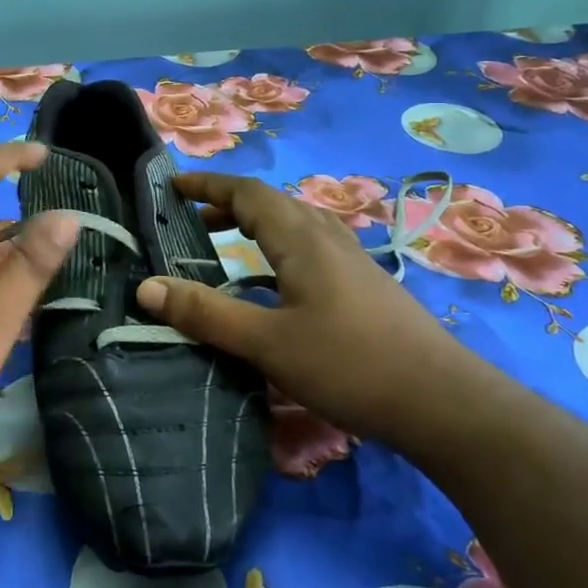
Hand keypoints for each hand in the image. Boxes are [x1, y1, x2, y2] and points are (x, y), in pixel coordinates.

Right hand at [135, 172, 476, 443]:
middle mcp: (328, 237)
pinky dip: (278, 247)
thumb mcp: (267, 343)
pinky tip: (274, 282)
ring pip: (294, 224)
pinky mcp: (364, 284)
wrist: (441, 401)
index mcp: (302, 239)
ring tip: (224, 241)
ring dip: (255, 223)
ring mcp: (352, 259)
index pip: (248, 193)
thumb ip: (207, 314)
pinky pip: (310, 247)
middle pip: (272, 203)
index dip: (208, 185)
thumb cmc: (349, 365)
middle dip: (227, 203)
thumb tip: (146, 286)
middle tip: (190, 219)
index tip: (172, 186)